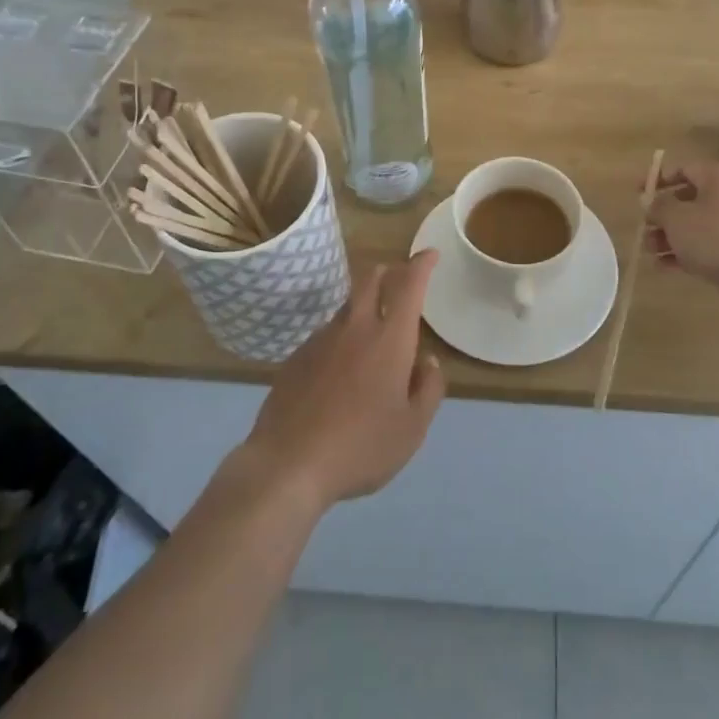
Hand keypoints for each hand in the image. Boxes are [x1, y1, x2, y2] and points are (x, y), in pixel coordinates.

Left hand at [235, 253, 445, 511]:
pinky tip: (341, 366)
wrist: (288, 464)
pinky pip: (326, 333)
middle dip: (389, 271)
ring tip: (373, 331)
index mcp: (390, 339)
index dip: (422, 264)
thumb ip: (429, 389)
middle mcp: (356, 327)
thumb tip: (428, 362)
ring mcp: (321, 339)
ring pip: (348, 306)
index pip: (409, 285)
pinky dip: (342, 335)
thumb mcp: (412, 429)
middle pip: (371, 279)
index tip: (430, 254)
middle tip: (400, 280)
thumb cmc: (361, 446)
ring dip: (364, 305)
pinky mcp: (297, 356)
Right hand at [646, 161, 718, 307]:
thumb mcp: (677, 218)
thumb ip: (659, 206)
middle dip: (662, 214)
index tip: (638, 193)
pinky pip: (707, 247)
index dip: (658, 179)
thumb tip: (650, 201)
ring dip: (670, 237)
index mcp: (718, 177)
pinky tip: (665, 266)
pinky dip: (686, 254)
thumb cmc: (717, 235)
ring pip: (696, 226)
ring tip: (649, 250)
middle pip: (689, 199)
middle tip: (644, 227)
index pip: (684, 168)